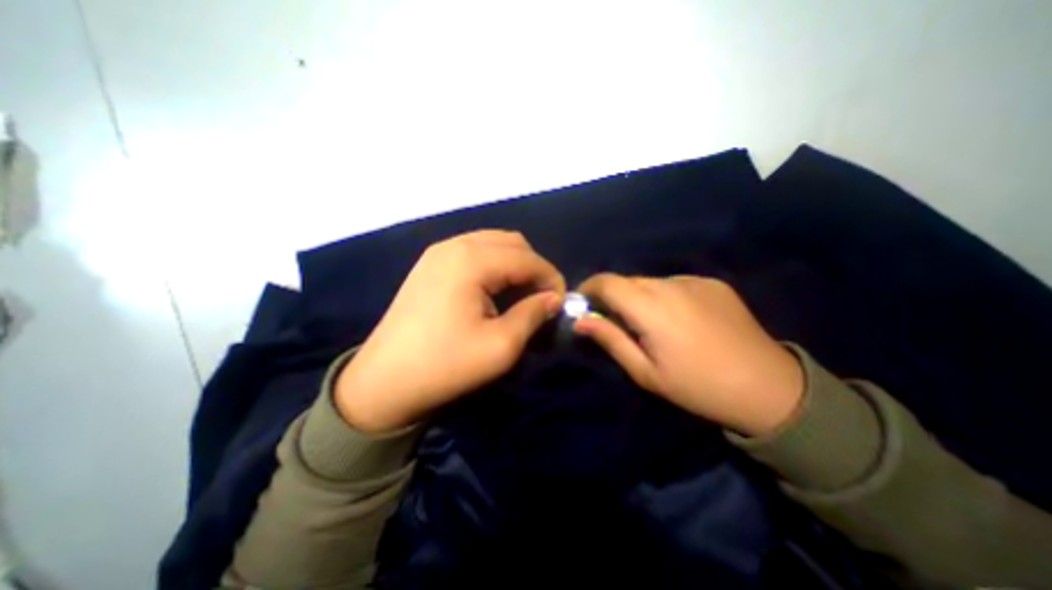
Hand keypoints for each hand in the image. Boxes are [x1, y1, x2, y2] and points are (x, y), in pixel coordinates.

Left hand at [337, 229, 566, 432]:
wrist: (383, 382)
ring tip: (522, 294)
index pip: (527, 258)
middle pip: (512, 242)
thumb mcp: (501, 346)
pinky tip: (495, 289)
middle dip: (534, 267)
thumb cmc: (444, 366)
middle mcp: (454, 245)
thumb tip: (553, 298)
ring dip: (515, 264)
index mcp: (471, 261)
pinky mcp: (430, 264)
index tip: (560, 302)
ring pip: (493, 244)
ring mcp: (438, 252)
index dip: (551, 278)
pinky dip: (494, 265)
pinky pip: (474, 252)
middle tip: (541, 298)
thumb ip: (533, 314)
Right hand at [575, 275, 807, 434]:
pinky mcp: (712, 283)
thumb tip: (580, 321)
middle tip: (615, 320)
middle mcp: (671, 285)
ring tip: (651, 323)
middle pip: (627, 280)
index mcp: (652, 308)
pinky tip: (679, 318)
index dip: (589, 287)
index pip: (607, 282)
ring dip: (639, 297)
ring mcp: (694, 281)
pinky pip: (674, 283)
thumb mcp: (645, 372)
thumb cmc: (697, 386)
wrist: (768, 387)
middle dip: (613, 295)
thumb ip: (610, 340)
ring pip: (650, 281)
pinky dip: (664, 296)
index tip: (583, 302)